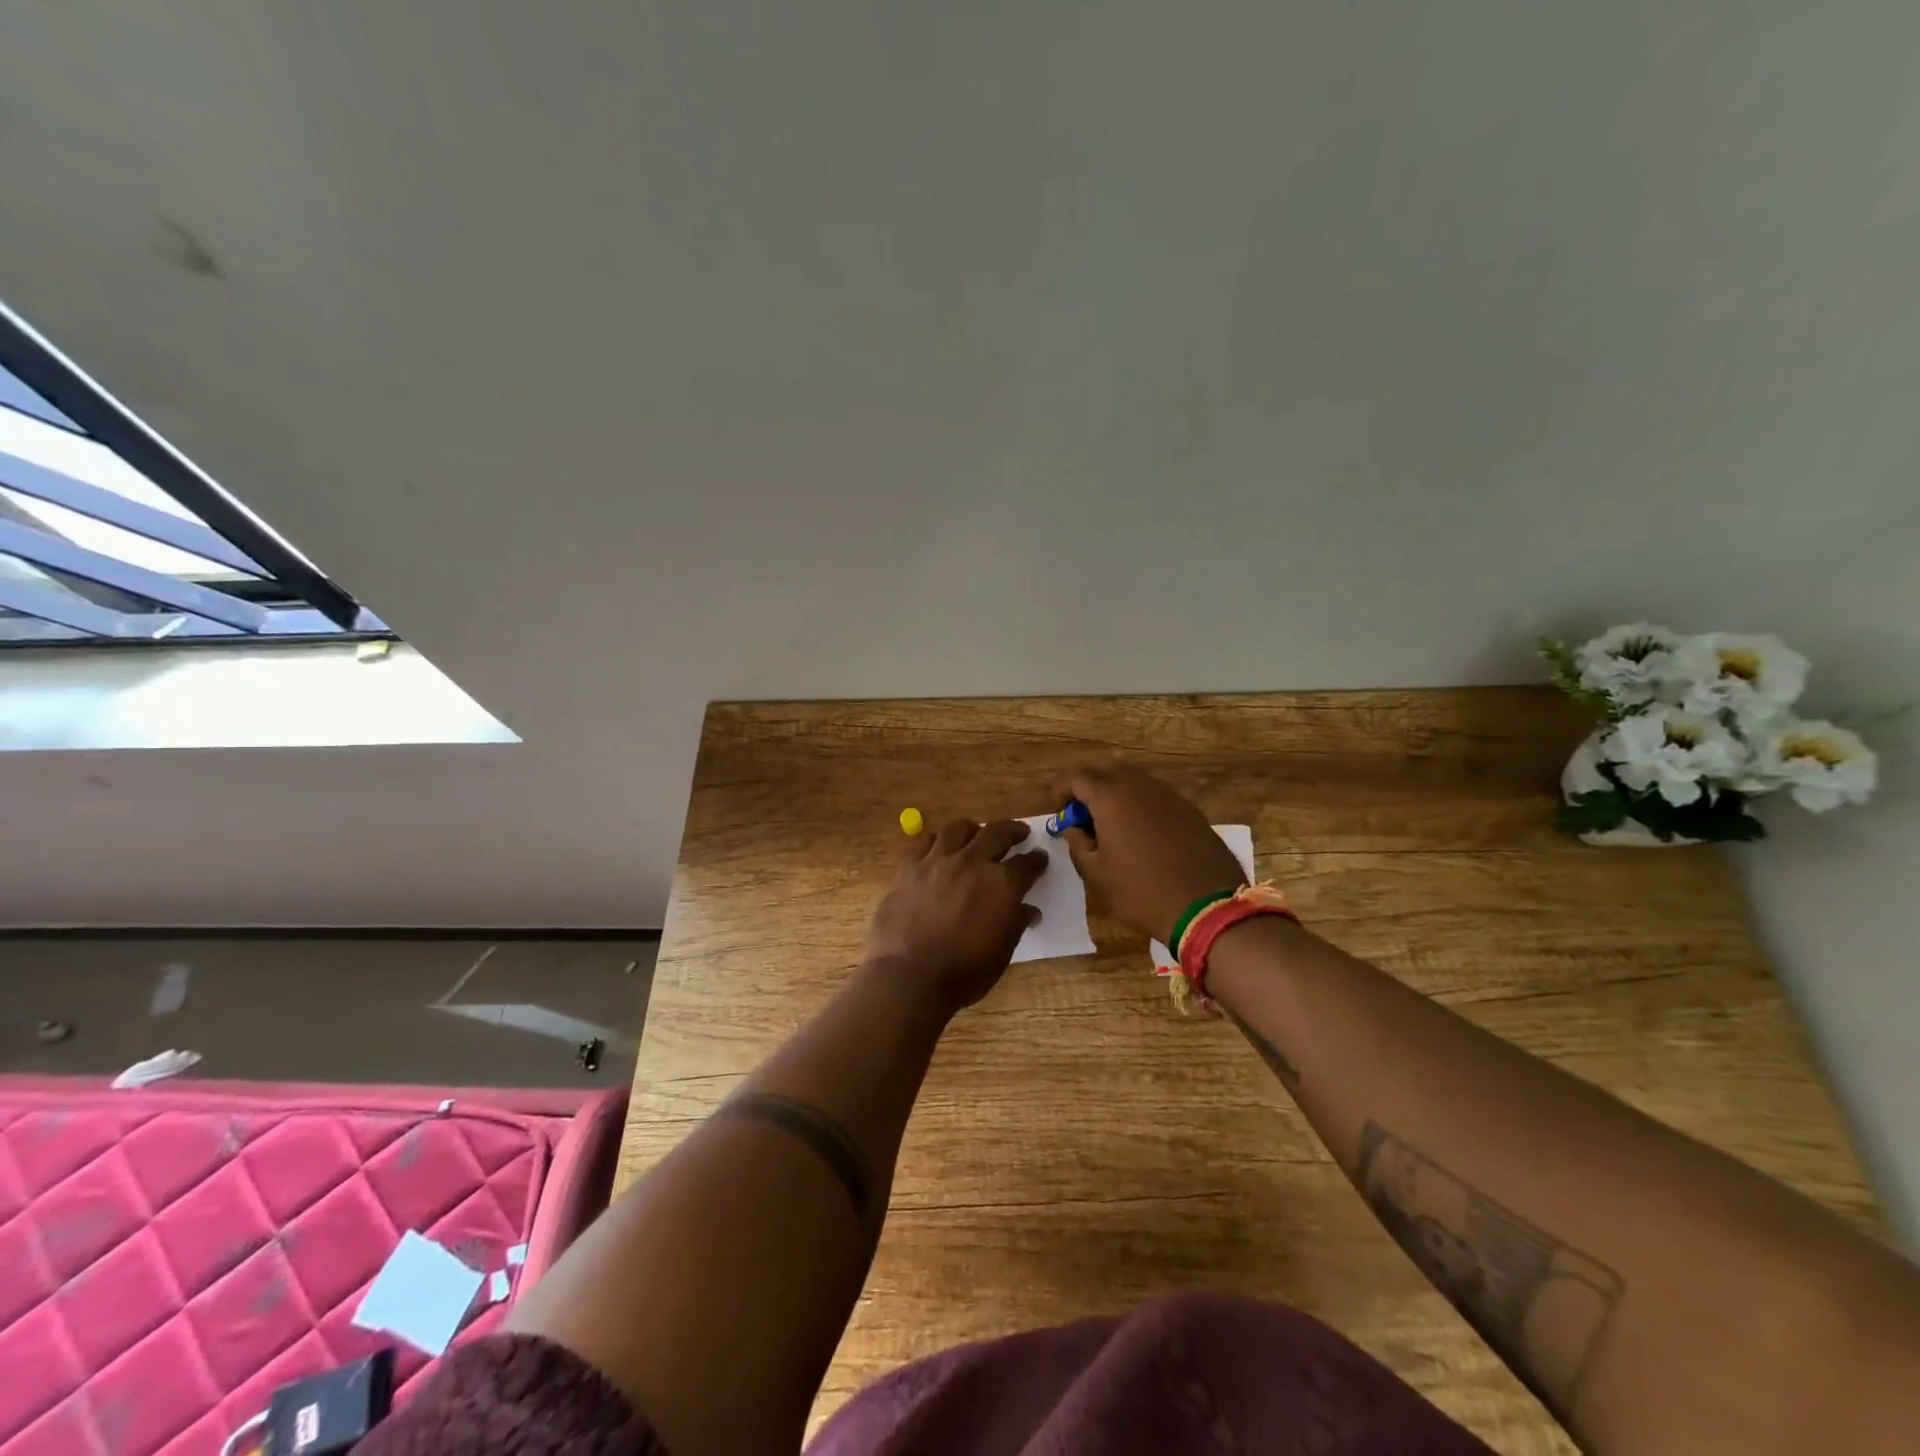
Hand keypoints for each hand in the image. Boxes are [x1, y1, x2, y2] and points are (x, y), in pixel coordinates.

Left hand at [862, 818, 1047, 1014]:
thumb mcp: (1002, 952)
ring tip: (975, 834)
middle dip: (1013, 830)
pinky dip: (936, 842)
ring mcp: (938, 861)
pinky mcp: (909, 867)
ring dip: (973, 830)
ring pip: (958, 828)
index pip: (1027, 864)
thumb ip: (1016, 924)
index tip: (1040, 858)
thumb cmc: (963, 972)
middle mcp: (972, 863)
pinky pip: (924, 842)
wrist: (909, 975)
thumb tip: (1028, 910)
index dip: (1036, 860)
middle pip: (997, 832)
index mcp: (1002, 884)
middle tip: (1019, 832)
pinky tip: (938, 849)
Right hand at [1052, 765, 1247, 943]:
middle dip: (1089, 790)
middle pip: (1106, 773)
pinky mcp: (1190, 809)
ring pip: (1133, 782)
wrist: (1207, 908)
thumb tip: (1073, 828)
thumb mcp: (1095, 875)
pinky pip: (1155, 797)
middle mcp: (1140, 786)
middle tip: (1082, 818)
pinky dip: (1140, 806)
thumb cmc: (1141, 892)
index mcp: (1111, 797)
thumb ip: (1077, 845)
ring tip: (1111, 826)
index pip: (1077, 777)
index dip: (1062, 790)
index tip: (1058, 811)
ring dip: (1116, 796)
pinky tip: (1141, 834)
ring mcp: (1169, 795)